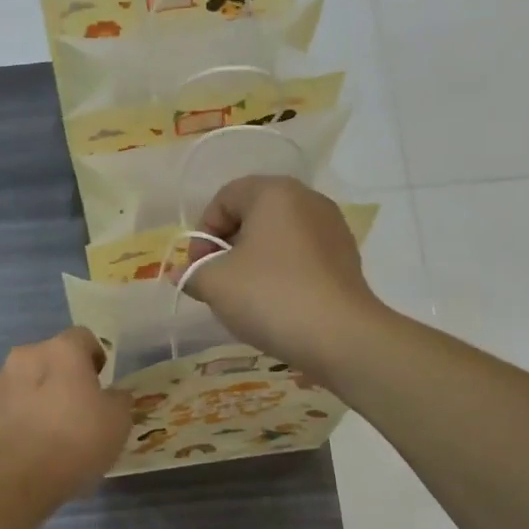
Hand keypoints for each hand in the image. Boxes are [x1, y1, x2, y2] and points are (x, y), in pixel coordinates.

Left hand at [0, 328, 132, 497]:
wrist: (20, 476)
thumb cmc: (78, 438)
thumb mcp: (119, 420)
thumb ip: (119, 399)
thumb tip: (113, 395)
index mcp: (62, 349)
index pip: (84, 337)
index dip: (97, 358)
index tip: (103, 384)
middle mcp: (28, 355)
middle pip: (54, 358)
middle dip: (67, 376)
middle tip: (82, 408)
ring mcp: (2, 382)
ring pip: (31, 380)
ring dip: (44, 395)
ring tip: (58, 430)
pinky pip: (16, 405)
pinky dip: (27, 415)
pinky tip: (38, 443)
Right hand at [181, 177, 387, 381]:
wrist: (340, 336)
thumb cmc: (269, 296)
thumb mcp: (215, 284)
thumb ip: (193, 274)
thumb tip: (182, 275)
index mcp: (275, 192)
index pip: (224, 198)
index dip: (202, 233)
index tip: (197, 269)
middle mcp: (308, 200)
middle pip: (253, 215)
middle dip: (227, 247)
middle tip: (216, 283)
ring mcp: (332, 228)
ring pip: (277, 237)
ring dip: (253, 262)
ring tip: (244, 297)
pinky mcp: (346, 258)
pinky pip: (301, 256)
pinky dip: (281, 273)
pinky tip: (275, 304)